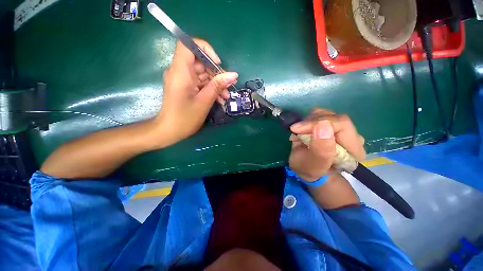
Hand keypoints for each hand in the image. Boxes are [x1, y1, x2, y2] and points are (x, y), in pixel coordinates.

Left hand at [155, 39, 237, 146]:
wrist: (169, 131)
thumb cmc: (185, 118)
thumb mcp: (204, 101)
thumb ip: (218, 86)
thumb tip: (234, 75)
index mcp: (180, 72)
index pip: (189, 45)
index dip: (205, 49)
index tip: (217, 63)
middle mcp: (180, 72)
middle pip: (200, 62)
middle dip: (216, 73)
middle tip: (227, 87)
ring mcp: (184, 80)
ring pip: (203, 74)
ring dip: (216, 84)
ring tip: (225, 97)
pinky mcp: (186, 87)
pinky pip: (201, 83)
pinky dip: (211, 89)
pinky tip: (220, 99)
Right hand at [288, 109, 365, 181]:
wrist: (307, 169)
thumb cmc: (310, 169)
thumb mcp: (313, 164)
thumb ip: (321, 149)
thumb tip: (323, 125)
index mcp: (354, 149)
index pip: (341, 124)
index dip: (317, 123)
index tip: (297, 129)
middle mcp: (351, 136)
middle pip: (333, 117)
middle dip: (311, 122)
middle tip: (296, 130)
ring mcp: (341, 129)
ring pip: (325, 114)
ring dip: (308, 121)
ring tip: (299, 133)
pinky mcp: (331, 125)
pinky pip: (319, 115)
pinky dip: (307, 121)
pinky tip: (302, 131)